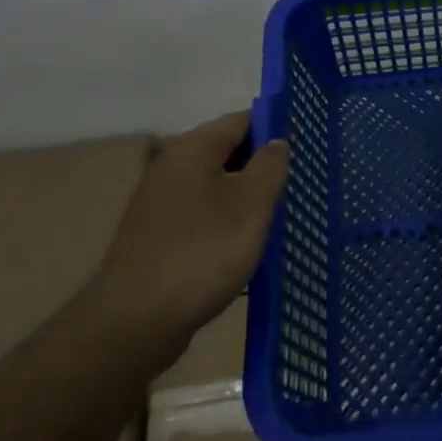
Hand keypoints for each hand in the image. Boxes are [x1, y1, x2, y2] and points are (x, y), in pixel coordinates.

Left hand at [85, 111, 289, 373]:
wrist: (135, 321)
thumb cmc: (202, 253)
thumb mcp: (252, 206)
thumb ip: (270, 166)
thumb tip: (277, 140)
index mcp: (193, 147)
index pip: (243, 119)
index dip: (275, 127)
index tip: (306, 146)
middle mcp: (171, 164)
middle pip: (227, 150)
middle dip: (262, 163)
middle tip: (298, 181)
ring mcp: (160, 199)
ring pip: (215, 182)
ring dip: (245, 193)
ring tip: (279, 212)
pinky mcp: (156, 232)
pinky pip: (201, 210)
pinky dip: (225, 217)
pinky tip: (245, 240)